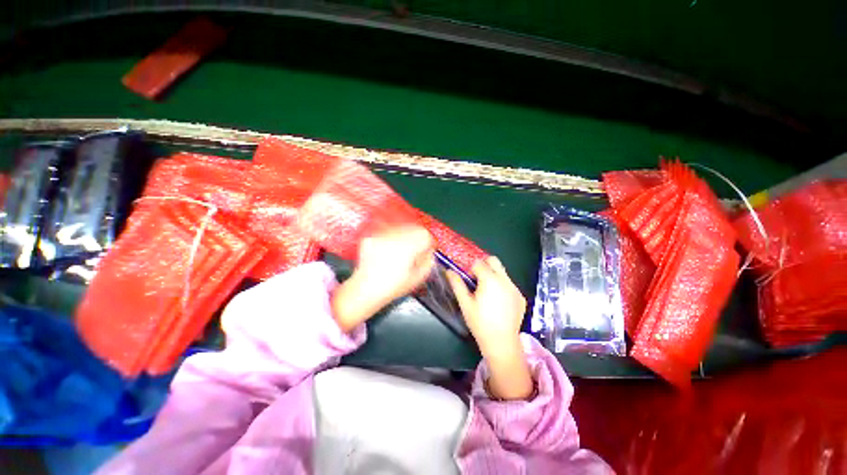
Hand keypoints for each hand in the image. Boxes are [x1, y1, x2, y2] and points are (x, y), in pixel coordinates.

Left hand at [332, 225, 434, 331]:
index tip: (426, 250)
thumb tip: (429, 251)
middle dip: (416, 238)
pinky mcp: (370, 237)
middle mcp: (394, 237)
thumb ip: (428, 261)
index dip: (427, 242)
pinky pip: (386, 233)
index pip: (424, 234)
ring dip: (403, 238)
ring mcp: (381, 236)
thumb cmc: (392, 287)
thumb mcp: (418, 277)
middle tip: (414, 251)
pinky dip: (389, 240)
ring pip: (400, 229)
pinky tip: (387, 252)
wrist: (365, 290)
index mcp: (408, 246)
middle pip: (412, 228)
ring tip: (399, 253)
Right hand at [447, 256, 532, 399]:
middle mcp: (505, 280)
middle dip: (484, 265)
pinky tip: (498, 302)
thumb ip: (457, 284)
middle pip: (494, 261)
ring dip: (493, 276)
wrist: (502, 343)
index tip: (468, 278)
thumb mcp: (465, 303)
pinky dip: (502, 287)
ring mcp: (515, 288)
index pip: (478, 263)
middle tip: (477, 278)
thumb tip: (449, 271)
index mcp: (490, 280)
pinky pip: (509, 284)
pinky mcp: (521, 297)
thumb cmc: (480, 323)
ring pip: (502, 273)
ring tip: (487, 293)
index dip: (470, 268)